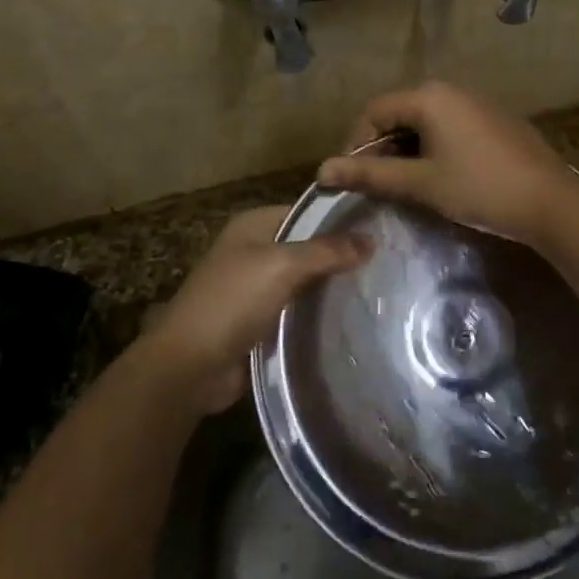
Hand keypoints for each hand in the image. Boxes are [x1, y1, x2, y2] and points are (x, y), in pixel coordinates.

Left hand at [138, 206, 368, 413]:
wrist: (190, 366)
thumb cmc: (233, 301)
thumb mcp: (282, 266)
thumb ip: (327, 251)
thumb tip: (371, 239)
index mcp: (253, 225)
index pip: (306, 212)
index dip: (339, 218)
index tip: (380, 227)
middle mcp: (254, 251)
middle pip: (307, 246)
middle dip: (340, 254)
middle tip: (388, 260)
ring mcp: (256, 288)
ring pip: (305, 280)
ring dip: (331, 286)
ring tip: (380, 287)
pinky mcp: (261, 321)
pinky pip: (298, 310)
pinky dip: (319, 313)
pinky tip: (353, 315)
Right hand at [314, 82, 577, 245]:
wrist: (551, 202)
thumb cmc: (479, 188)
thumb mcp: (420, 183)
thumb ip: (370, 175)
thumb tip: (322, 171)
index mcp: (429, 97)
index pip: (374, 111)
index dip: (355, 144)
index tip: (351, 179)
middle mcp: (451, 90)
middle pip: (399, 113)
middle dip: (382, 148)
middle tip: (376, 185)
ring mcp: (476, 103)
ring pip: (425, 122)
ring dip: (407, 150)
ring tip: (405, 185)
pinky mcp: (494, 119)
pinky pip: (449, 126)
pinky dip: (433, 148)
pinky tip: (439, 177)